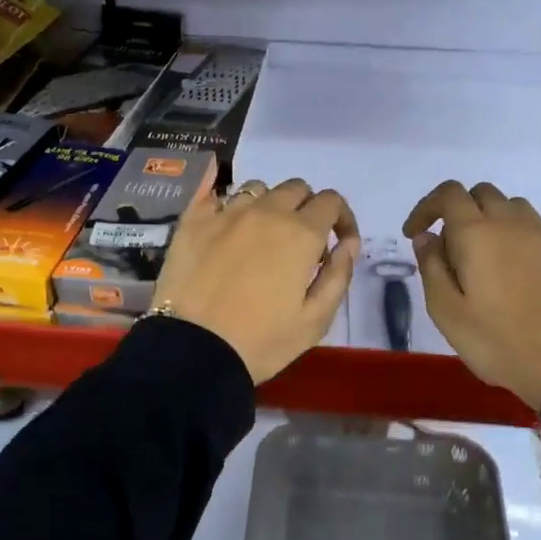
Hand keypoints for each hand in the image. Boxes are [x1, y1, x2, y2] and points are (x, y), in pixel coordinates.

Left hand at [154, 178, 359, 382]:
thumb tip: (348, 243)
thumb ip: (339, 275)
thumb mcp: (316, 320)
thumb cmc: (262, 342)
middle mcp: (266, 211)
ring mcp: (226, 212)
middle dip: (306, 208)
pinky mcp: (192, 221)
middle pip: (295, 188)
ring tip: (261, 236)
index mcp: (300, 234)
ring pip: (257, 188)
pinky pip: (215, 196)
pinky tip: (225, 227)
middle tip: (300, 243)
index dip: (341, 218)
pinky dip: (227, 206)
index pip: (331, 201)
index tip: (338, 242)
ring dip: (268, 205)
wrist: (193, 350)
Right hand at [403, 181, 540, 410]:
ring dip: (495, 219)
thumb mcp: (446, 311)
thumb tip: (427, 237)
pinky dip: (532, 232)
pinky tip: (530, 257)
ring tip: (489, 255)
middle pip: (482, 193)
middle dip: (460, 211)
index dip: (426, 207)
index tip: (415, 234)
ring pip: (515, 206)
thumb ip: (431, 267)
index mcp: (475, 233)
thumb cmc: (495, 341)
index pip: (448, 194)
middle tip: (451, 249)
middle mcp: (511, 221)